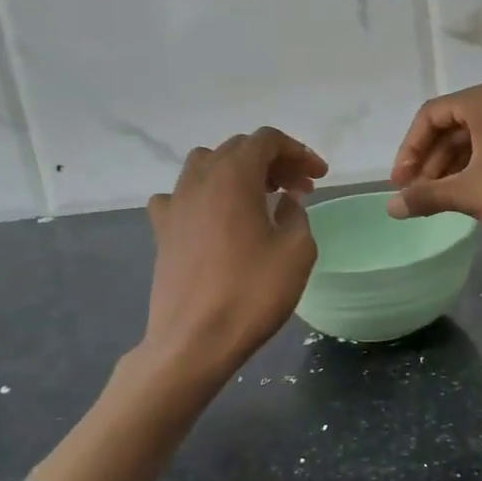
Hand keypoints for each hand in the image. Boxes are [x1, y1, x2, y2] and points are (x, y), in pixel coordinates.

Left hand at [143, 128, 327, 373]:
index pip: (267, 140)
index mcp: (234, 176)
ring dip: (239, 172)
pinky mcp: (162, 230)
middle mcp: (199, 179)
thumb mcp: (297, 251)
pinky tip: (217, 218)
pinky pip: (182, 195)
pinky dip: (205, 195)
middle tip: (300, 189)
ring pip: (207, 165)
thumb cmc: (252, 293)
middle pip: (238, 149)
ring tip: (262, 198)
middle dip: (273, 161)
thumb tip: (286, 202)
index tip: (319, 177)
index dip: (298, 151)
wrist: (194, 341)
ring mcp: (175, 203)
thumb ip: (297, 215)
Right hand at [387, 81, 481, 247]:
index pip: (432, 115)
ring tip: (435, 197)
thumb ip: (425, 195)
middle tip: (414, 192)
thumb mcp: (467, 194)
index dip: (410, 149)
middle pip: (453, 124)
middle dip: (430, 159)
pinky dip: (474, 163)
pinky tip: (462, 190)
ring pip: (474, 135)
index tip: (400, 182)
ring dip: (450, 164)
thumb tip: (391, 207)